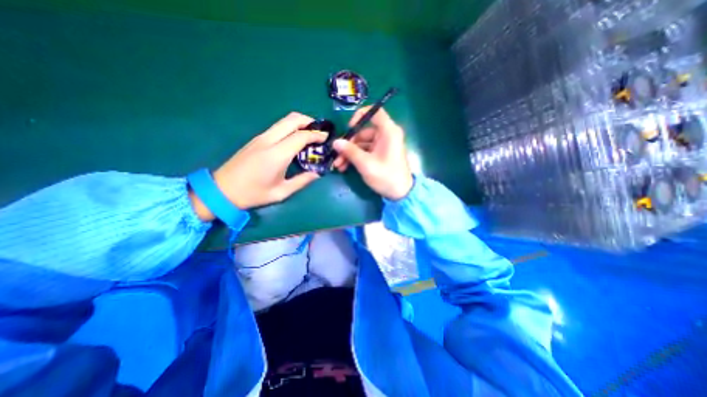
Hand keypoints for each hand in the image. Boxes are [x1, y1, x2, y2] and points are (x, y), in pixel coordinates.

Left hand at [191, 112, 328, 220]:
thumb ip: (302, 181)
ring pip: (284, 121)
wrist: (221, 190)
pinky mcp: (256, 139)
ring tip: (311, 134)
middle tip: (320, 131)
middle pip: (292, 119)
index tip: (327, 138)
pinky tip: (296, 140)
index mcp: (277, 155)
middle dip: (309, 121)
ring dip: (300, 123)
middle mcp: (269, 140)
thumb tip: (317, 173)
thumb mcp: (281, 192)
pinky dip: (291, 128)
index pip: (301, 136)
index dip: (316, 135)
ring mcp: (261, 137)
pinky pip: (278, 127)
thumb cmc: (253, 194)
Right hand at [332, 108, 414, 199]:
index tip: (348, 128)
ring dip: (349, 153)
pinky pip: (366, 151)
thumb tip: (335, 142)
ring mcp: (383, 145)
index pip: (374, 112)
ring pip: (362, 143)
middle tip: (337, 155)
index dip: (359, 116)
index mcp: (388, 132)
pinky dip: (356, 157)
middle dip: (348, 144)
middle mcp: (386, 135)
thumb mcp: (366, 164)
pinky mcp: (380, 154)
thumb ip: (350, 151)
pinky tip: (345, 166)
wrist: (401, 194)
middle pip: (364, 131)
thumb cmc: (386, 176)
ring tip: (338, 165)